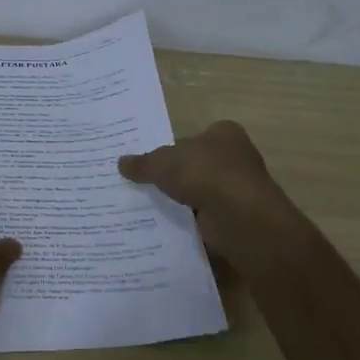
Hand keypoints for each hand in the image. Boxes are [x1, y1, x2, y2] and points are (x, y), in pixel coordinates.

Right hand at [117, 120, 292, 260]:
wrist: (237, 215)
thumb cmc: (204, 173)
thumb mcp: (162, 163)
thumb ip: (143, 163)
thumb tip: (121, 163)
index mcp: (224, 133)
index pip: (194, 137)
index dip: (173, 148)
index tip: (151, 162)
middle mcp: (236, 157)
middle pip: (198, 164)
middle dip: (176, 175)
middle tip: (145, 185)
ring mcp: (238, 188)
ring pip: (201, 191)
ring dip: (183, 200)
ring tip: (151, 208)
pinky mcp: (235, 216)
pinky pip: (205, 216)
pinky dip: (191, 221)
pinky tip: (169, 226)